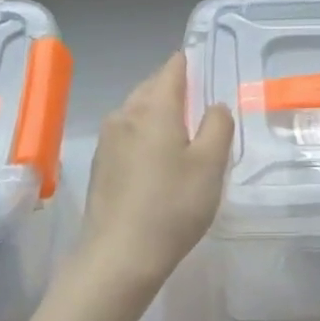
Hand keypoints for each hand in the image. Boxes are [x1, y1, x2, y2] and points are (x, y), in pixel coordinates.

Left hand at [79, 53, 233, 288]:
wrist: (118, 257)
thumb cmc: (172, 206)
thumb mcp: (210, 164)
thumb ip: (218, 125)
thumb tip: (214, 106)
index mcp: (154, 107)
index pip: (173, 69)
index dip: (190, 63)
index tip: (207, 67)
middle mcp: (125, 114)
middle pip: (152, 87)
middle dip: (175, 89)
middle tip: (202, 105)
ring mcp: (108, 140)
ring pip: (137, 111)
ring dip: (159, 114)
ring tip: (183, 133)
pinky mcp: (101, 165)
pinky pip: (128, 135)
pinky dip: (145, 136)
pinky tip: (158, 160)